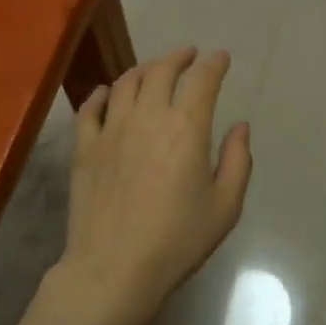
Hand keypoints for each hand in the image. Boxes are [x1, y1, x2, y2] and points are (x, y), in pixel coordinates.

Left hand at [53, 48, 252, 324]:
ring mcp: (111, 129)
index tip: (220, 58)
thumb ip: (238, 160)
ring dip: (143, 69)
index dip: (214, 64)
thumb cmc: (177, 240)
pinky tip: (105, 92)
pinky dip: (100, 94)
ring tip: (153, 70)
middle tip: (188, 55)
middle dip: (178, 57)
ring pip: (125, 83)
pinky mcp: (85, 147)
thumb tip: (240, 126)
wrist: (113, 269)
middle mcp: (148, 116)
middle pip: (161, 71)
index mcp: (186, 127)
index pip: (202, 80)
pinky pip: (89, 108)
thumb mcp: (225, 206)